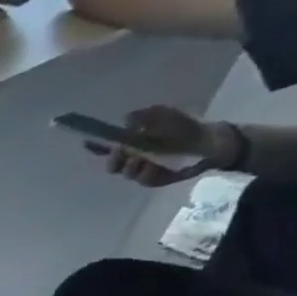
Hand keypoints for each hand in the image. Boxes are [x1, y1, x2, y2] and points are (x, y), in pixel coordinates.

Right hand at [86, 106, 239, 186]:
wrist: (210, 142)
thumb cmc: (184, 127)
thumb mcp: (164, 115)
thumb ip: (144, 116)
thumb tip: (125, 120)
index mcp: (130, 142)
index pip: (106, 145)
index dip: (94, 146)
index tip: (86, 142)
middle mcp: (132, 157)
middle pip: (112, 163)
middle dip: (113, 160)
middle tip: (120, 155)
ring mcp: (142, 170)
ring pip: (126, 173)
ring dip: (131, 167)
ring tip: (141, 160)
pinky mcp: (154, 180)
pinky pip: (144, 180)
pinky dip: (147, 174)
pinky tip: (154, 167)